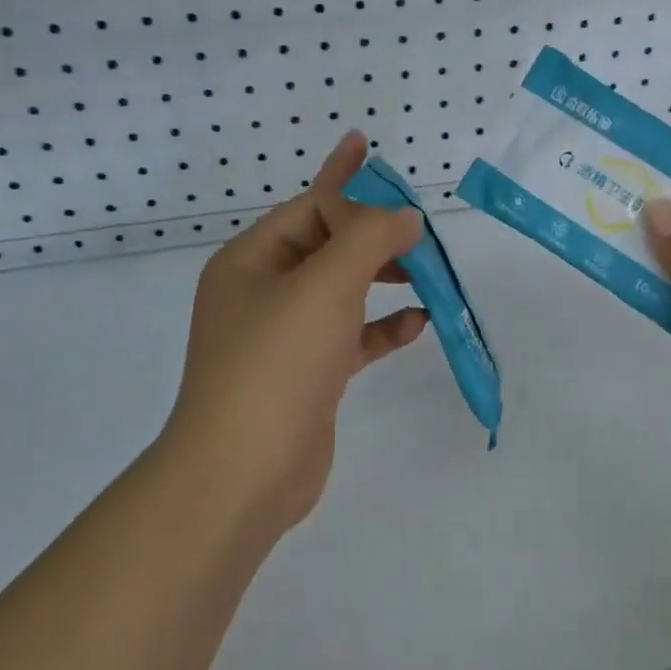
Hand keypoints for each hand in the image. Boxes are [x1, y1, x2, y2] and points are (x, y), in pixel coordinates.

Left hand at [167, 132, 428, 538]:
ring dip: (385, 277)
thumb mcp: (325, 285)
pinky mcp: (309, 374)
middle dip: (375, 233)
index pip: (311, 206)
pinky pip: (352, 335)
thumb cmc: (278, 363)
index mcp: (252, 259)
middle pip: (328, 244)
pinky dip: (383, 326)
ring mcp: (286, 336)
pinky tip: (418, 323)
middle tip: (420, 230)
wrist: (242, 474)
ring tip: (428, 271)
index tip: (404, 205)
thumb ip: (370, 237)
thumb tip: (406, 216)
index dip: (357, 194)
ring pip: (343, 289)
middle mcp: (264, 291)